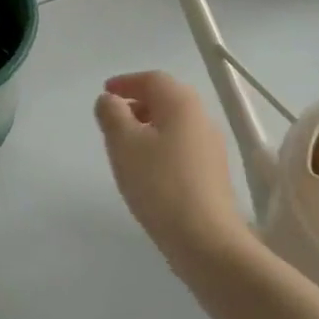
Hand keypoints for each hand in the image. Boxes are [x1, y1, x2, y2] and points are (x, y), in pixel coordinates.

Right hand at [95, 72, 246, 260]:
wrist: (205, 239)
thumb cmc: (159, 184)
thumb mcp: (123, 144)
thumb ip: (112, 114)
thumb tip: (109, 100)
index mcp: (181, 103)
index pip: (152, 79)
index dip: (126, 82)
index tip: (106, 92)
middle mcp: (201, 118)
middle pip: (167, 98)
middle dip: (138, 102)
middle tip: (113, 118)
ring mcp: (211, 147)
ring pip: (175, 123)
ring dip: (149, 125)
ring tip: (125, 145)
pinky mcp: (212, 173)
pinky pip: (182, 146)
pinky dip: (161, 145)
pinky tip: (146, 169)